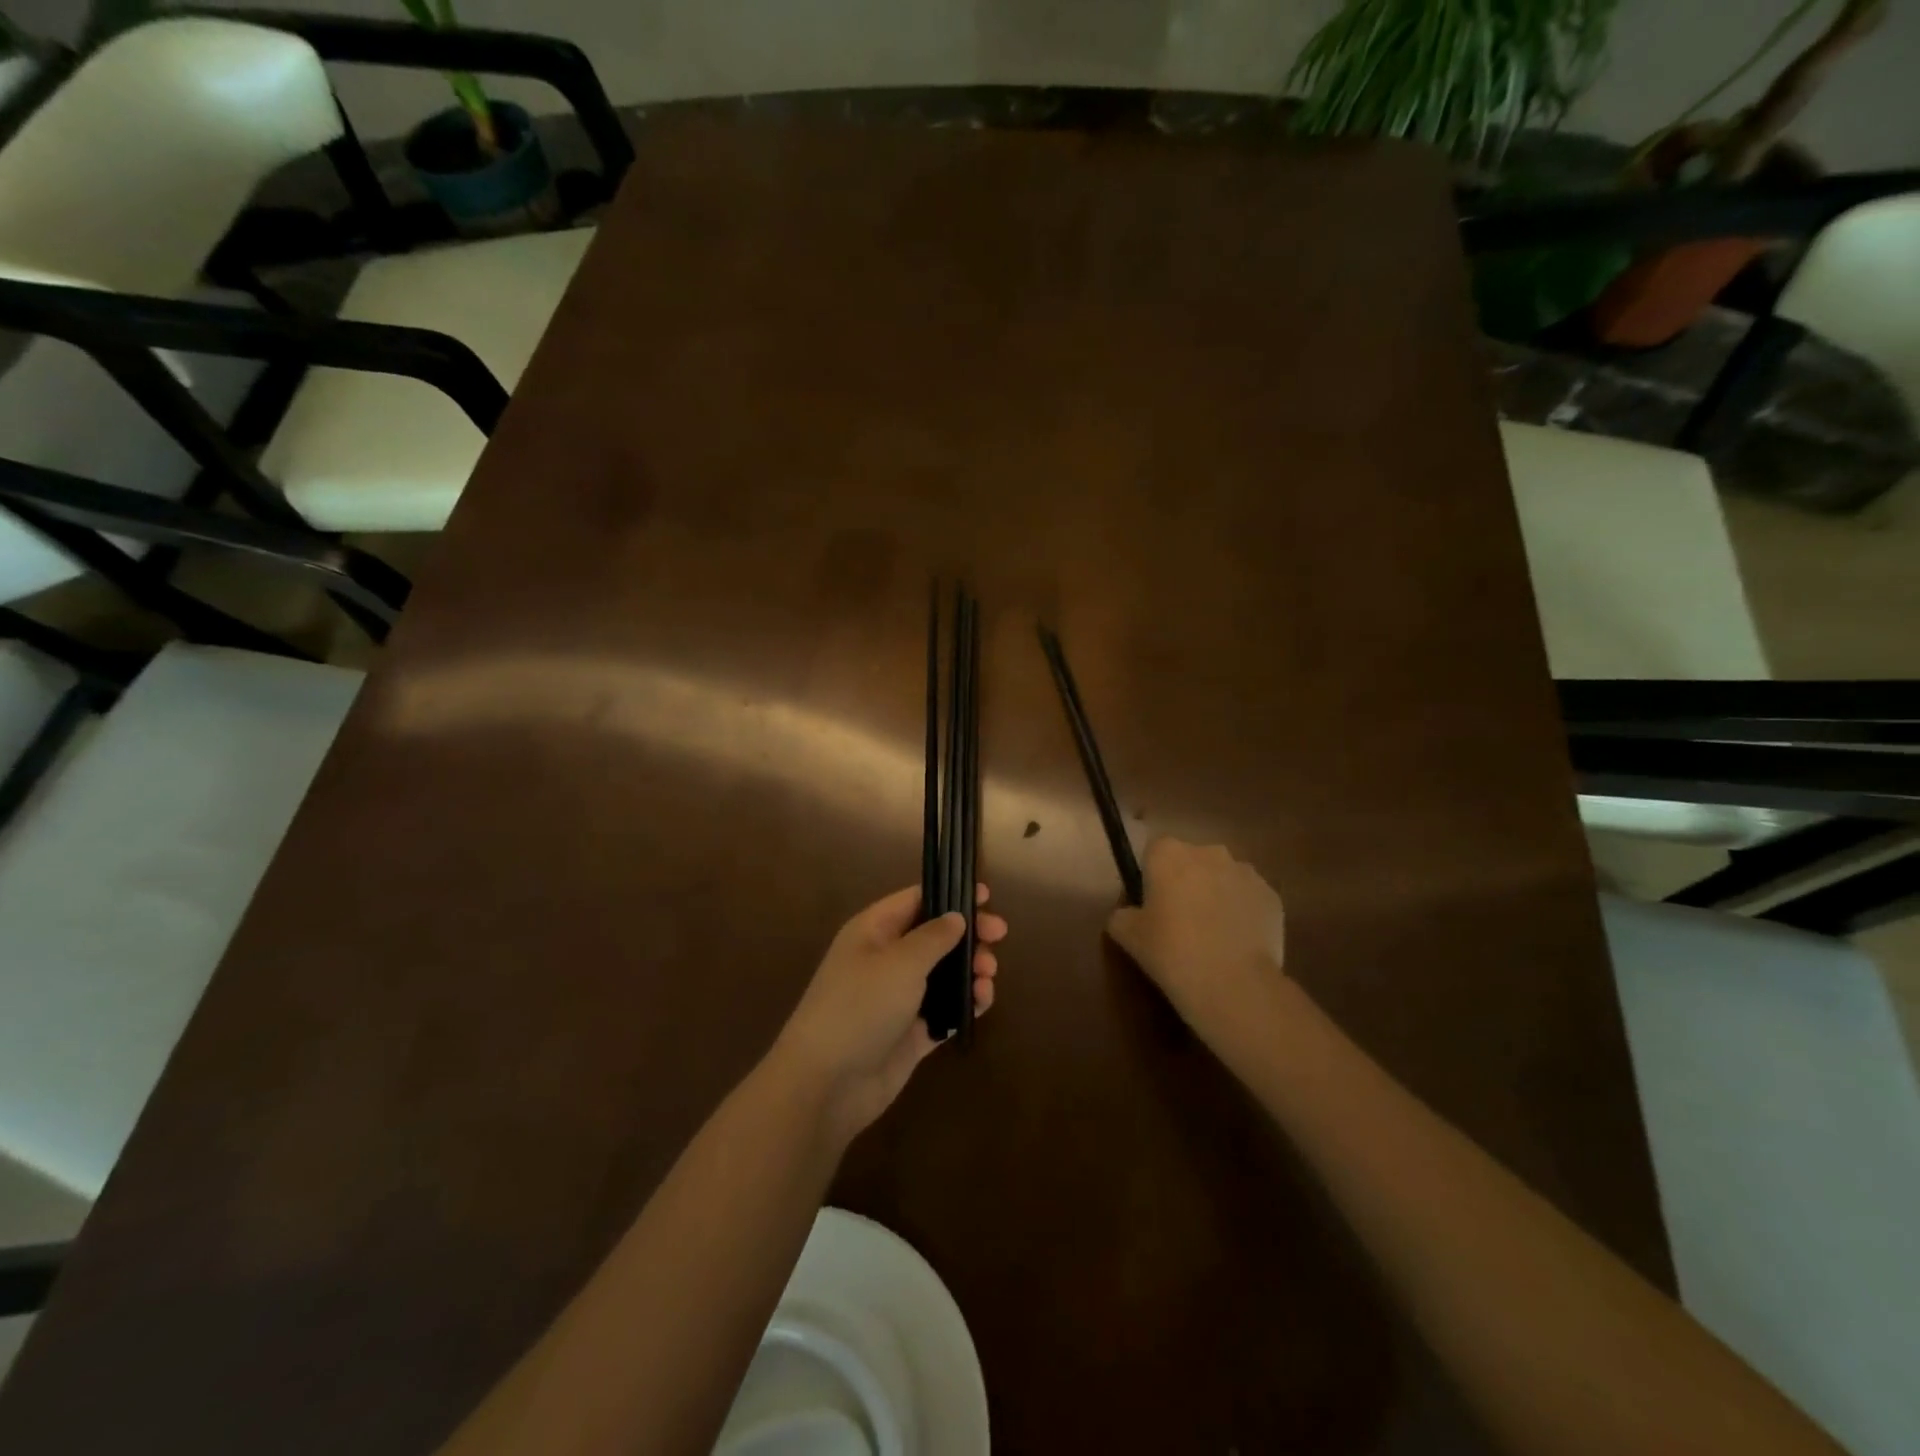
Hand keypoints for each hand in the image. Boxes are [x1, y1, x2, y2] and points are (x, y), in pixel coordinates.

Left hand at [773, 884, 1005, 1144]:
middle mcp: (886, 960)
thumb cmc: (861, 1006)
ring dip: (970, 970)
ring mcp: (898, 998)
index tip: (986, 897)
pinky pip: (944, 1010)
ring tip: (988, 977)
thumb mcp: (900, 962)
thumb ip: (934, 937)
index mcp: (874, 931)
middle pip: (934, 937)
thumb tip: (956, 917)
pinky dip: (965, 1004)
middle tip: (999, 937)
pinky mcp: (910, 1034)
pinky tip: (982, 1002)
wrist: (827, 1083)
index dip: (949, 894)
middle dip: (968, 934)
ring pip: (943, 974)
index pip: (915, 900)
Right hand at [1107, 839, 1286, 1048]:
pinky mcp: (1272, 896)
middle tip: (1179, 921)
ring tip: (1212, 936)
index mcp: (1169, 853)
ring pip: (1223, 877)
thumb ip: (1122, 915)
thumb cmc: (1172, 952)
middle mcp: (1209, 852)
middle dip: (1186, 882)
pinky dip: (1242, 913)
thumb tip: (1129, 913)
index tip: (1152, 904)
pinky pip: (1249, 898)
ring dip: (1216, 895)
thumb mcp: (1127, 936)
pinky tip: (1236, 944)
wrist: (1234, 984)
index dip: (1152, 875)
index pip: (1154, 850)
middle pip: (1191, 860)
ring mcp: (1246, 872)